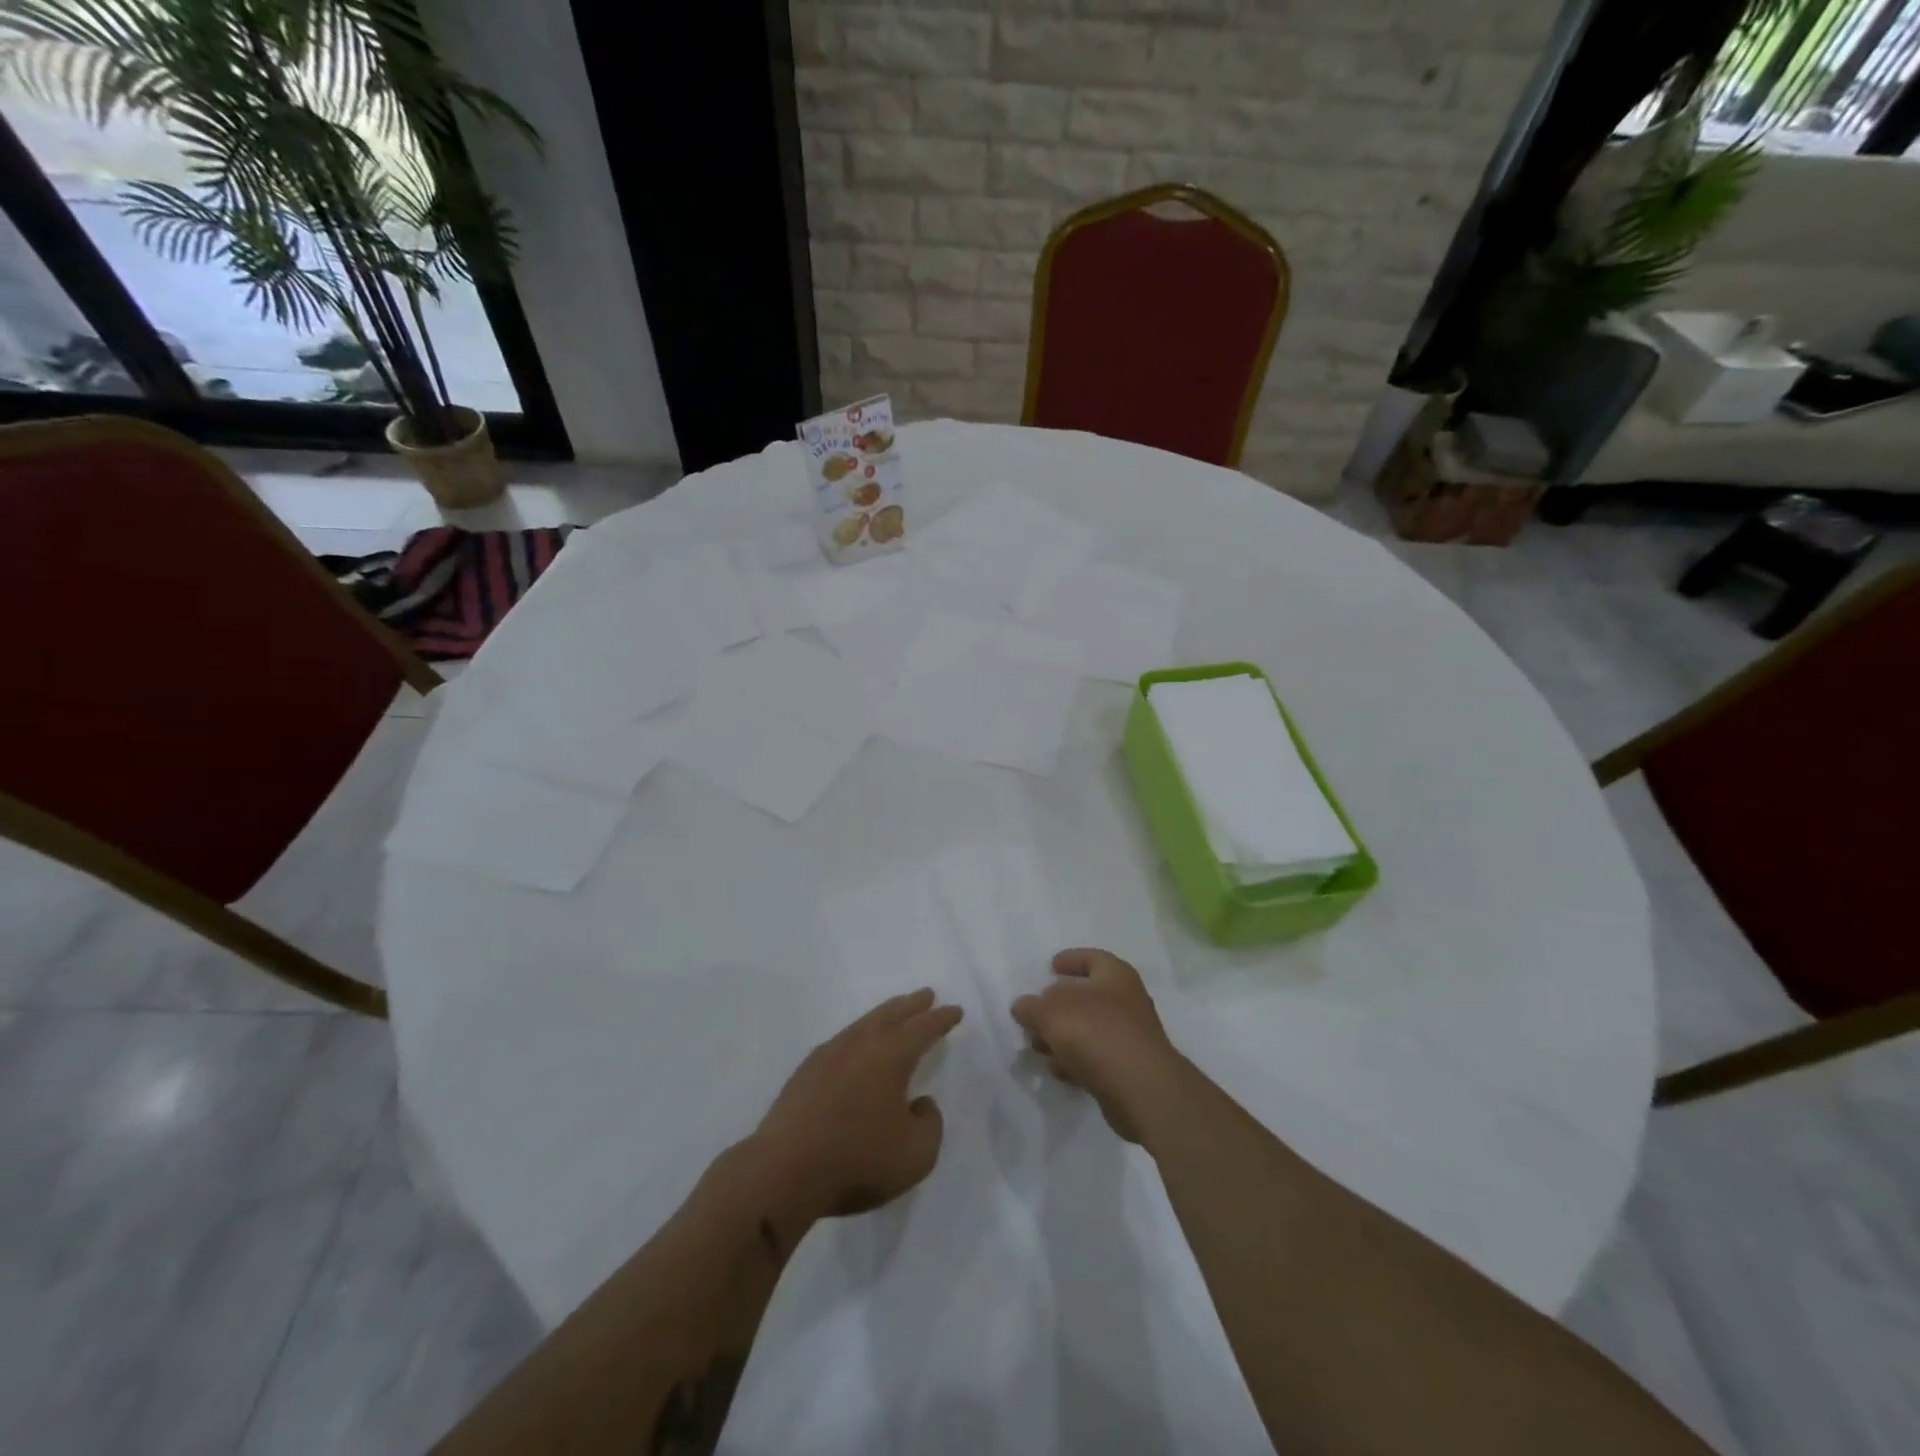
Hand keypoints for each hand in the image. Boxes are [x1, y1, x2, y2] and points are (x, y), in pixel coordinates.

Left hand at [749, 989, 961, 1220]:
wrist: (783, 1171)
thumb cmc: (857, 1160)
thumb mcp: (916, 1155)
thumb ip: (930, 1124)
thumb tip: (919, 1103)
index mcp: (891, 1055)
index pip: (923, 1028)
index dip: (941, 1019)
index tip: (955, 1010)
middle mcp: (860, 1044)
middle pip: (891, 1015)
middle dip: (912, 1005)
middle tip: (926, 994)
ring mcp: (828, 1055)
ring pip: (864, 1024)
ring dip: (884, 1015)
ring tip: (895, 1013)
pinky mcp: (805, 1073)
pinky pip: (841, 1041)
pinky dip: (858, 1035)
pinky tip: (856, 1046)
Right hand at [1011, 948, 1186, 1142]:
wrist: (1141, 1088)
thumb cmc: (1095, 1032)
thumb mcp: (1050, 1011)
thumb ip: (1031, 1006)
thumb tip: (1023, 1006)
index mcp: (1114, 974)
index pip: (1090, 958)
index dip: (1070, 959)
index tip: (1050, 967)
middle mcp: (1127, 1000)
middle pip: (1085, 996)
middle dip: (1056, 1007)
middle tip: (1034, 1016)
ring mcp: (1130, 1035)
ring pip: (1088, 1029)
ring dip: (1062, 1037)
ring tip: (1038, 1048)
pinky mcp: (1128, 1067)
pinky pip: (1095, 1057)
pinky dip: (1076, 1061)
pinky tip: (1059, 1071)